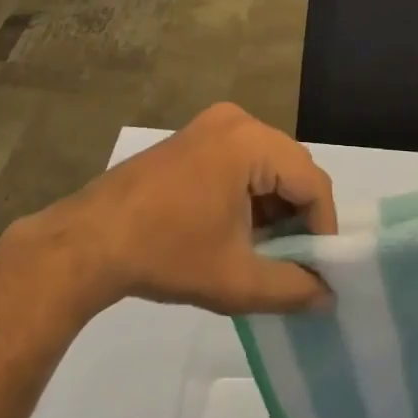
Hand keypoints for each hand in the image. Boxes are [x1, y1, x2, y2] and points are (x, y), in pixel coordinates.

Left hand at [28, 103, 336, 317]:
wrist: (89, 241)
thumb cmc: (167, 254)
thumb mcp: (236, 280)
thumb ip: (292, 288)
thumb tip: (328, 296)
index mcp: (250, 142)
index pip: (311, 182)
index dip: (323, 227)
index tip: (320, 269)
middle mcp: (237, 120)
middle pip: (292, 167)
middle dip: (298, 215)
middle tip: (295, 260)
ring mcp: (213, 124)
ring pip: (269, 163)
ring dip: (275, 204)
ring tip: (266, 250)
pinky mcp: (195, 136)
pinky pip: (243, 159)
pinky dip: (251, 191)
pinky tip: (238, 229)